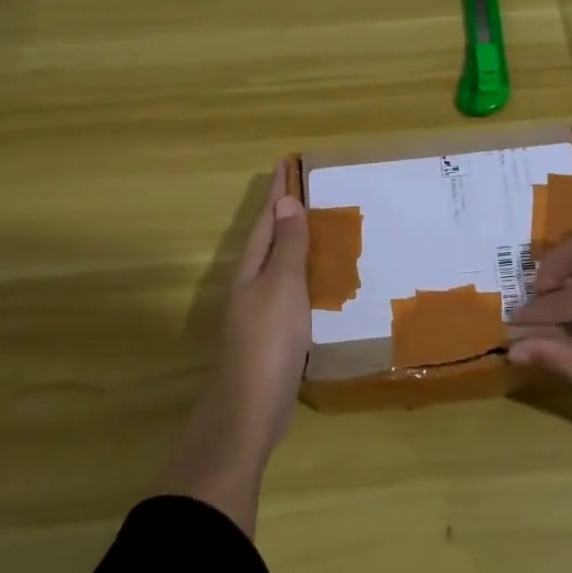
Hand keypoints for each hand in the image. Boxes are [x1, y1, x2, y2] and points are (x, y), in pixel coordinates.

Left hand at [212, 160, 311, 454]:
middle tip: (308, 188)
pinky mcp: (274, 336)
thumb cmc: (268, 342)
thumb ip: (286, 247)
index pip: (266, 220)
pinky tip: (322, 283)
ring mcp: (260, 313)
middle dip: (285, 213)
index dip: (277, 192)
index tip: (287, 163)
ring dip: (295, 244)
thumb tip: (285, 202)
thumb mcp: (282, 287)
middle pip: (268, 240)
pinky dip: (305, 277)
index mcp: (250, 269)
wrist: (249, 409)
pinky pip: (291, 292)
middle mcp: (250, 286)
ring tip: (320, 227)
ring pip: (279, 266)